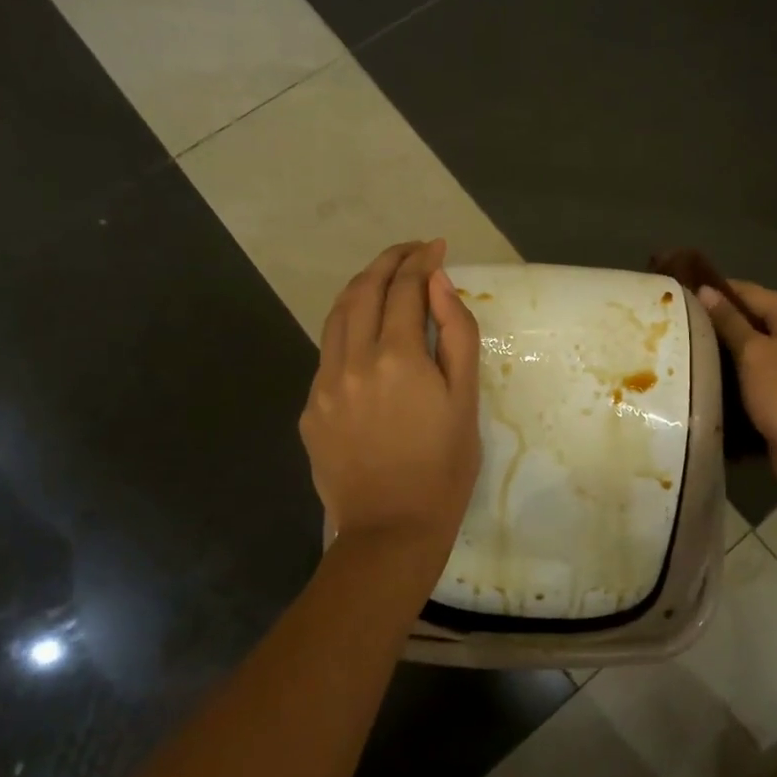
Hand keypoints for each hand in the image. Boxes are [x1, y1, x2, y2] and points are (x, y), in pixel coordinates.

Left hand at [301, 240, 481, 552]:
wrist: (391, 530)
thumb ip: (456, 334)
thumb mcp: (466, 400)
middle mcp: (352, 360)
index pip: (406, 288)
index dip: (421, 261)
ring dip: (363, 287)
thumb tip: (439, 283)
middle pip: (364, 290)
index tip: (436, 246)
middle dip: (389, 261)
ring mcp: (324, 384)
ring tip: (386, 277)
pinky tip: (366, 333)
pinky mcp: (310, 408)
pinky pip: (328, 351)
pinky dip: (348, 327)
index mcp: (397, 357)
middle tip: (412, 251)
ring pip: (337, 315)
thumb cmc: (444, 467)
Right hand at [698, 281, 776, 493]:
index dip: (720, 289)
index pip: (753, 292)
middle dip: (720, 317)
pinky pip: (756, 369)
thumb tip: (705, 291)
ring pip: (754, 345)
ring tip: (687, 342)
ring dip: (725, 344)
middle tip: (681, 318)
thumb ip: (729, 321)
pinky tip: (708, 371)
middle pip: (755, 317)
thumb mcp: (753, 352)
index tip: (684, 291)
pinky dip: (734, 367)